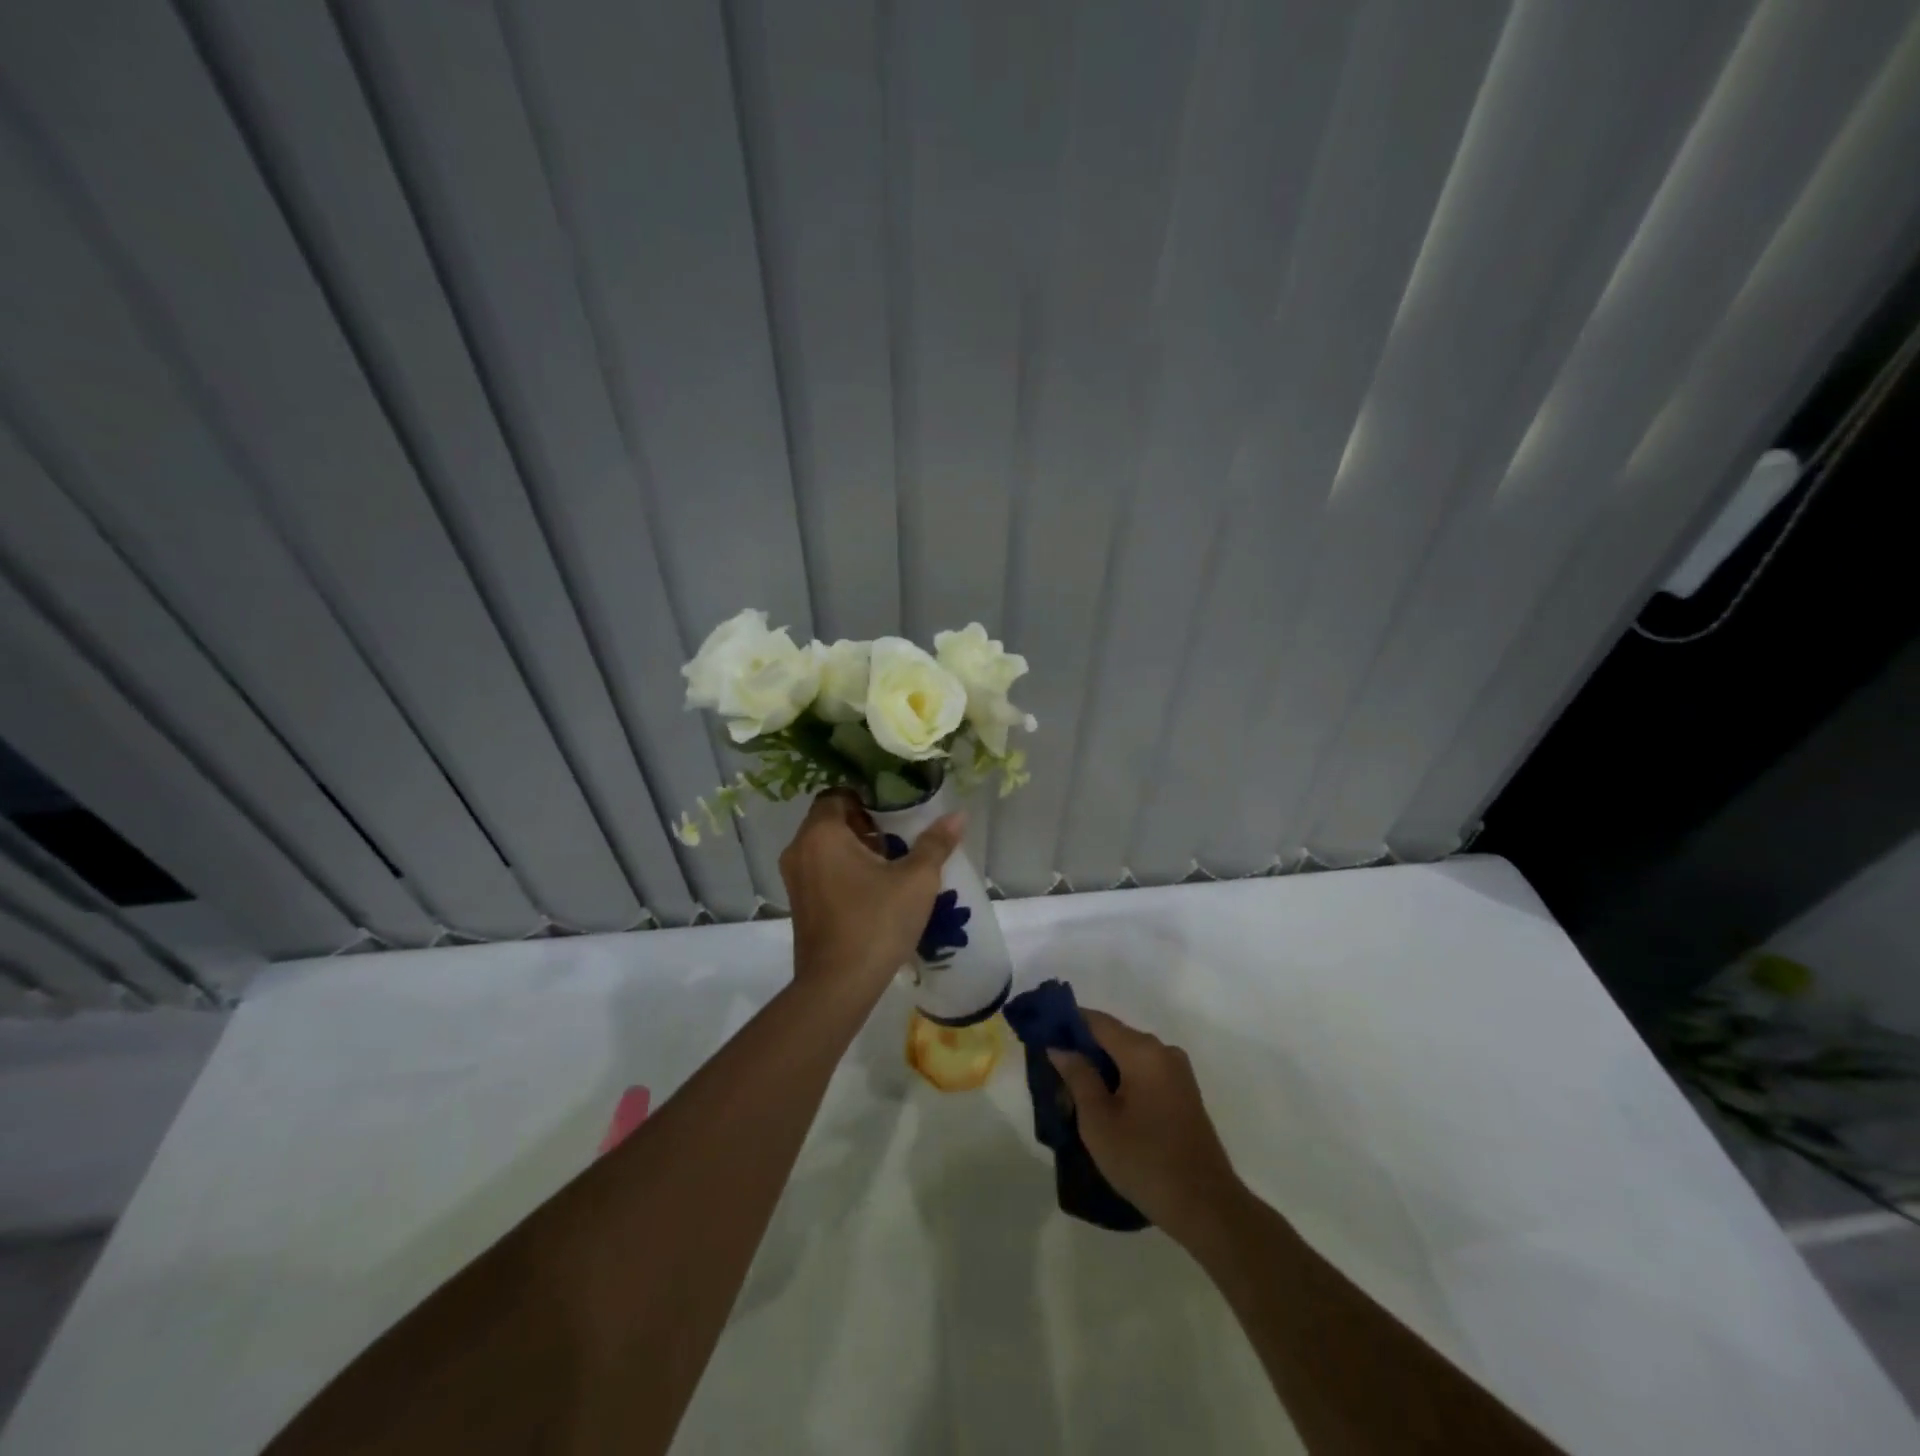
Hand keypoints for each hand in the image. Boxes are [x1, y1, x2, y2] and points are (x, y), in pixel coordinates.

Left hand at [779, 790, 965, 996]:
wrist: (838, 985)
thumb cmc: (876, 922)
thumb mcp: (916, 880)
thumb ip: (935, 843)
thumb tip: (958, 815)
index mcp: (822, 833)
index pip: (838, 794)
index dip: (868, 797)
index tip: (896, 811)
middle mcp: (800, 849)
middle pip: (831, 820)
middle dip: (865, 823)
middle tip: (900, 835)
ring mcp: (795, 878)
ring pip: (826, 846)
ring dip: (855, 848)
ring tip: (892, 863)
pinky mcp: (799, 903)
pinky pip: (820, 870)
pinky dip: (843, 869)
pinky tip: (874, 888)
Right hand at [1049, 1009, 1245, 1245]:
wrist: (1206, 1207)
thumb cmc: (1145, 1161)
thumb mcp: (1098, 1121)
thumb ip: (1078, 1076)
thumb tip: (1060, 1047)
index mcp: (1143, 1051)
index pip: (1097, 1021)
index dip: (1067, 1023)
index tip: (1042, 1034)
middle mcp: (1163, 1051)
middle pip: (1114, 1036)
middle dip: (1083, 1048)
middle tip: (1053, 1069)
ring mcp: (1177, 1072)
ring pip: (1129, 1056)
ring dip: (1102, 1066)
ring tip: (1073, 1090)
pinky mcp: (1183, 1093)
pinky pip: (1144, 1072)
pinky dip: (1122, 1079)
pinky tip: (1104, 1103)